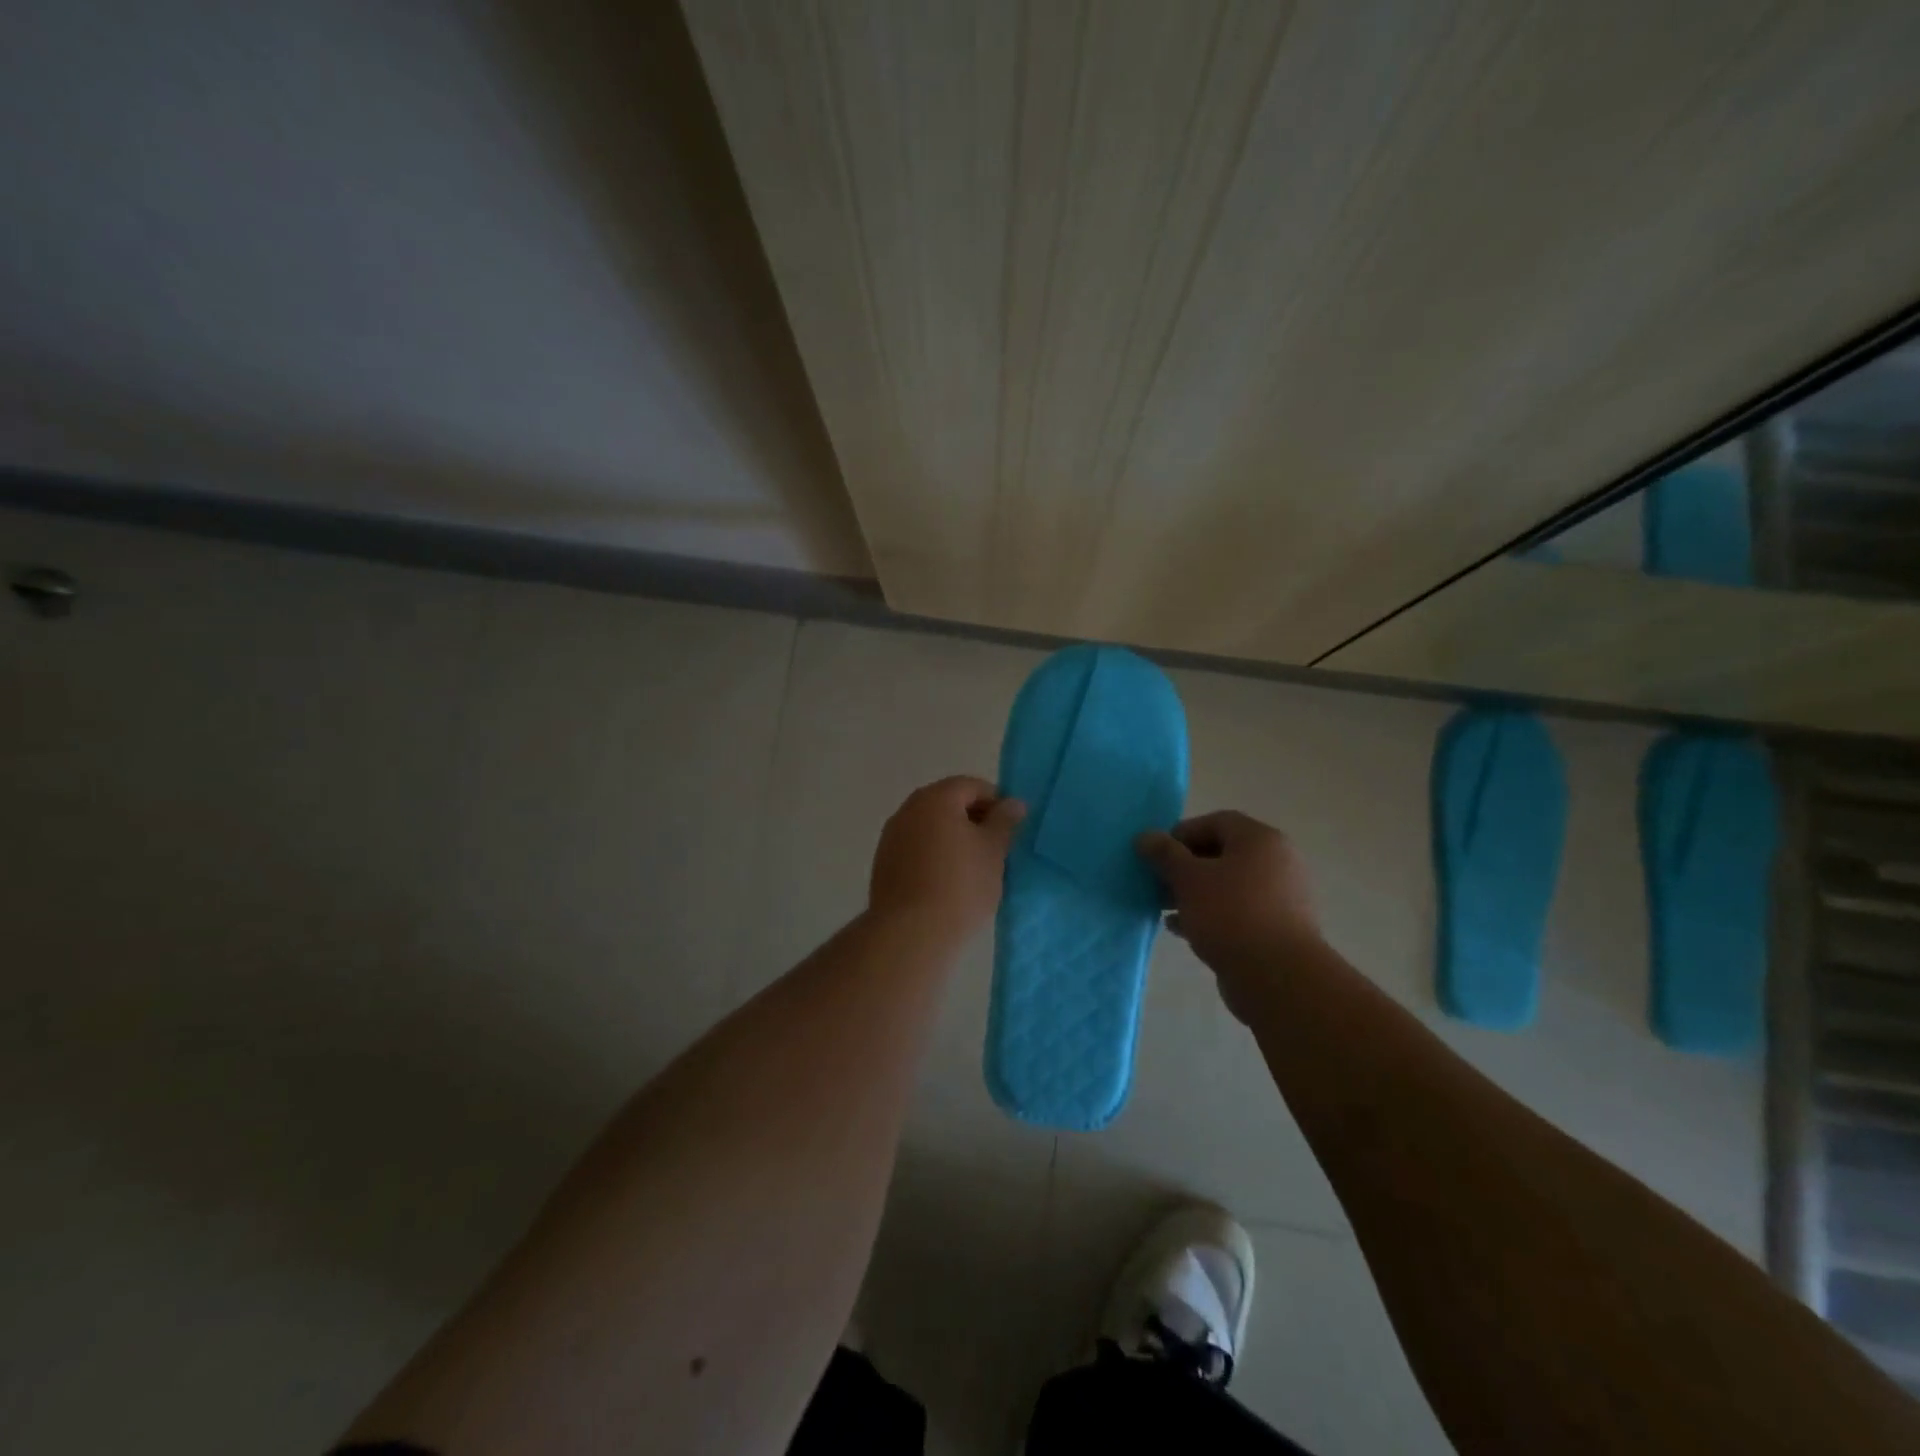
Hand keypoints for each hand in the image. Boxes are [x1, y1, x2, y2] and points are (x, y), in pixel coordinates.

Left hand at [869, 776, 1025, 944]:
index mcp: (935, 798)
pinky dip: (934, 855)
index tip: (1011, 827)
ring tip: (975, 867)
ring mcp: (891, 836)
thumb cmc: (960, 884)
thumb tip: (1013, 803)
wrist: (910, 932)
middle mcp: (908, 809)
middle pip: (948, 803)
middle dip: (974, 819)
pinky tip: (948, 882)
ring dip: (953, 838)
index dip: (996, 802)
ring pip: (930, 827)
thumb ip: (1004, 821)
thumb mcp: (993, 850)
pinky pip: (916, 848)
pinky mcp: (883, 864)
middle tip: (997, 846)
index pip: (971, 786)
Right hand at [1136, 811, 1321, 1021]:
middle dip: (1186, 866)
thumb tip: (1145, 836)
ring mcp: (1281, 896)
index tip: (1157, 855)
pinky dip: (1211, 914)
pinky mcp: (1278, 928)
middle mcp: (1277, 862)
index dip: (1182, 833)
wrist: (1278, 977)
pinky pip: (1239, 911)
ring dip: (1195, 893)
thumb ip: (1165, 854)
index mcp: (1260, 840)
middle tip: (1159, 882)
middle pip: (1223, 853)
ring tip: (1166, 908)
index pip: (1216, 822)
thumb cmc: (1231, 914)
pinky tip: (1182, 929)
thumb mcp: (1188, 879)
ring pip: (1229, 885)